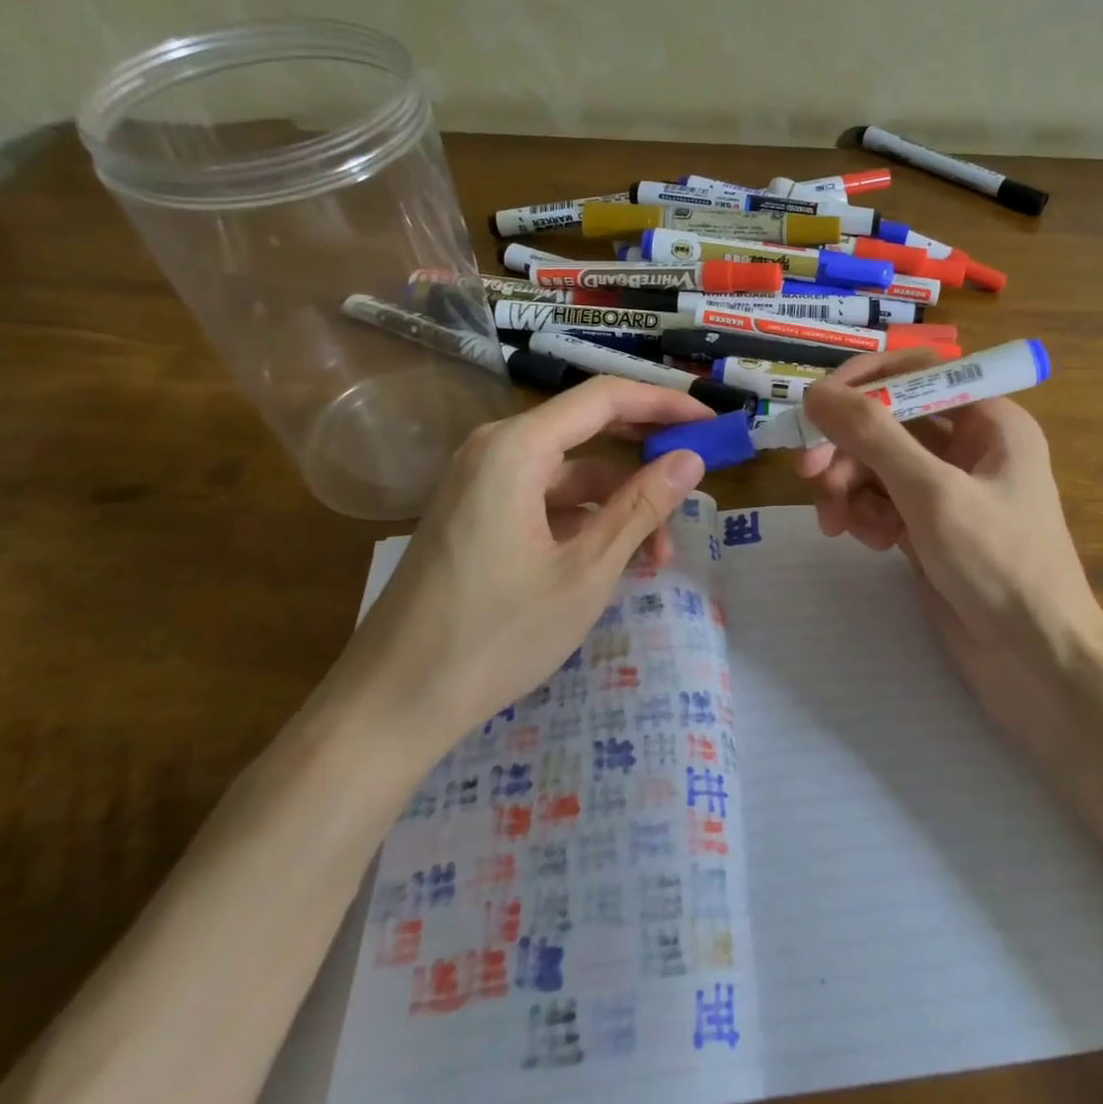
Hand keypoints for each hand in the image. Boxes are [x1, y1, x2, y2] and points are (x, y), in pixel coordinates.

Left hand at [331, 378, 707, 758]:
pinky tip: (613, 561)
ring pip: (570, 475)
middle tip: (697, 475)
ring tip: (658, 556)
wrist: (391, 705)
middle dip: (646, 453)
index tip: (711, 422)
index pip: (605, 398)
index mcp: (516, 448)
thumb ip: (641, 507)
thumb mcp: (585, 571)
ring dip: (619, 503)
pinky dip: (585, 521)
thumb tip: (691, 459)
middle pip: (588, 429)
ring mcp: (481, 484)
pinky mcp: (476, 516)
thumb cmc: (495, 635)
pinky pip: (545, 500)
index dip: (664, 403)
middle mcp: (495, 451)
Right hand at [795, 351, 1102, 747]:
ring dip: (850, 488)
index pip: (915, 372)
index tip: (815, 406)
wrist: (1038, 665)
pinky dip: (867, 515)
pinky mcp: (929, 526)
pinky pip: (882, 500)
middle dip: (847, 447)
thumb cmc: (999, 566)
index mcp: (988, 419)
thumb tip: (816, 392)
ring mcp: (947, 488)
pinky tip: (872, 543)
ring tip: (841, 526)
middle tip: (810, 476)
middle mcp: (969, 445)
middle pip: (888, 421)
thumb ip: (873, 436)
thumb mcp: (932, 494)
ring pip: (877, 463)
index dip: (862, 382)